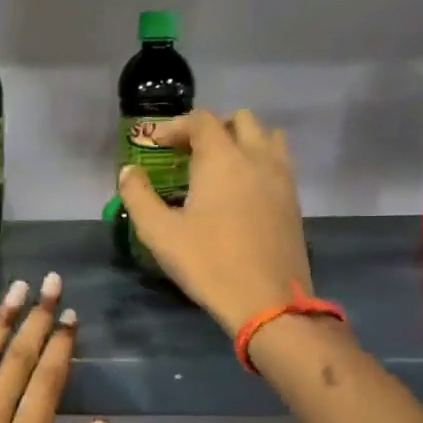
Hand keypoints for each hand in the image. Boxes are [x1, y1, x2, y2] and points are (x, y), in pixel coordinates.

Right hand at [117, 109, 313, 334]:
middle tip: (188, 152)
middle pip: (241, 120)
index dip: (175, 126)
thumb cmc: (208, 263)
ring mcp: (281, 179)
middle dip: (212, 128)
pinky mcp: (293, 201)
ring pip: (267, 138)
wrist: (267, 302)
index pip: (201, 121)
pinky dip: (258, 162)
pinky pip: (278, 163)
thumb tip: (129, 172)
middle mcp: (256, 158)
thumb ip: (138, 196)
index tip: (156, 145)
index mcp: (222, 159)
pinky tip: (240, 192)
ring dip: (242, 140)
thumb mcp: (159, 232)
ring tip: (219, 167)